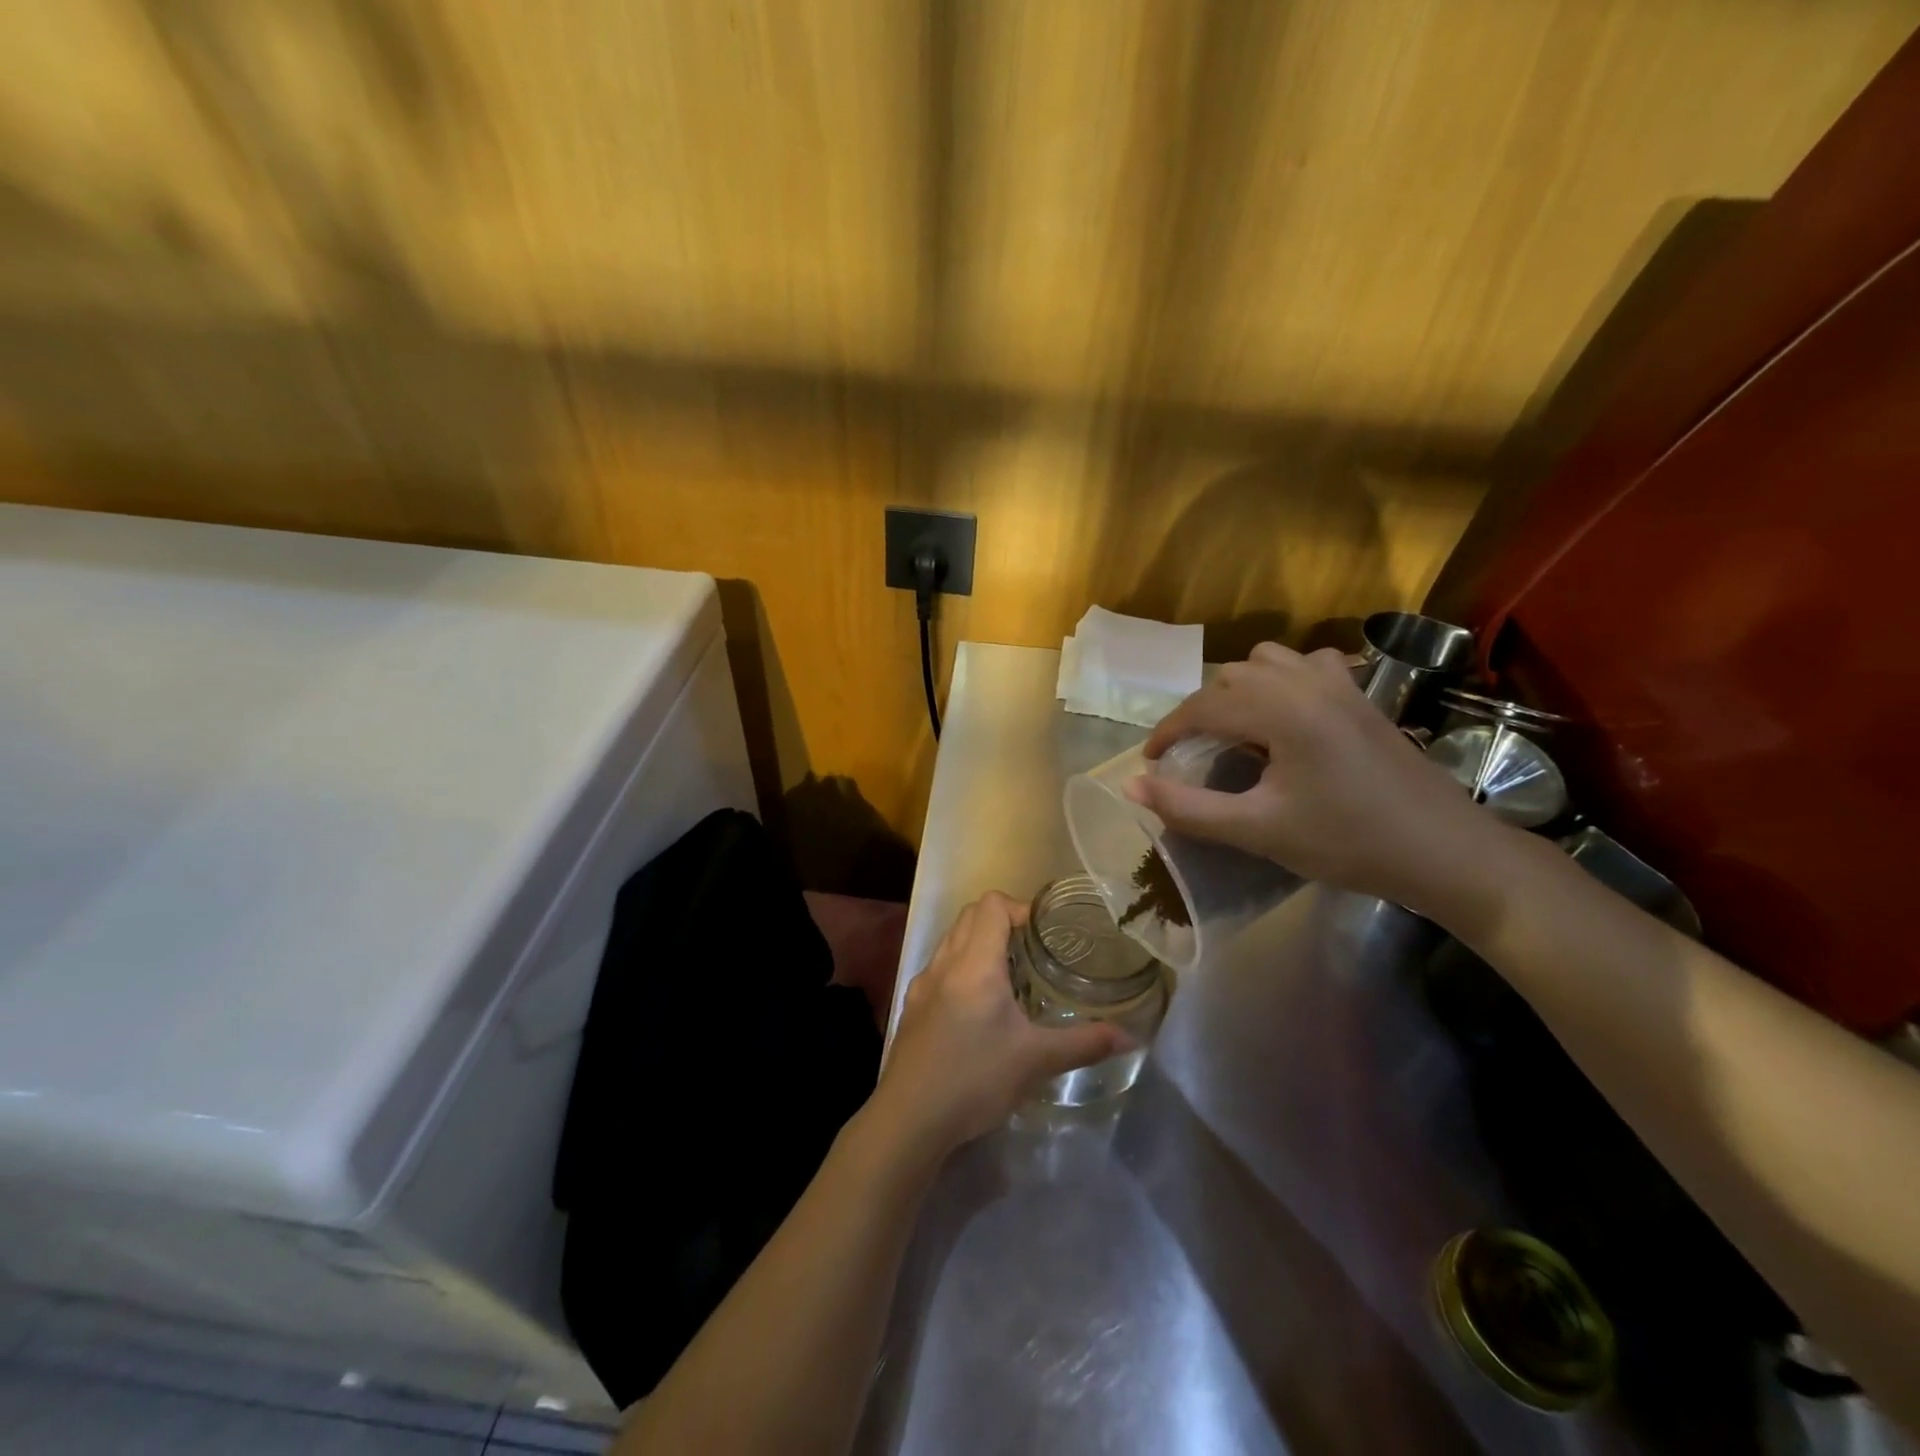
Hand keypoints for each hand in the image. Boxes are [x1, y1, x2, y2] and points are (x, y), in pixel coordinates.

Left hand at [871, 892, 1130, 1155]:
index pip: (991, 904)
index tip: (1044, 934)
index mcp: (974, 963)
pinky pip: (940, 968)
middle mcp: (945, 963)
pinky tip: (979, 1009)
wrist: (909, 1119)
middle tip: (1034, 951)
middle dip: (1003, 922)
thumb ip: (1084, 1043)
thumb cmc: (974, 1079)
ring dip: (980, 944)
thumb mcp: (1036, 1061)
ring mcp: (923, 984)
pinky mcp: (912, 1007)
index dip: (1020, 908)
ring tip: (1011, 978)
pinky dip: (961, 969)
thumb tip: (1130, 1037)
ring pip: (952, 940)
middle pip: (970, 915)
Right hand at [1127, 642, 1501, 917]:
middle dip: (1200, 713)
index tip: (1151, 762)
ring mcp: (1340, 684)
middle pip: (1230, 679)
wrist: (1444, 852)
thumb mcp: (1258, 830)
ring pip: (1267, 662)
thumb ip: (1189, 807)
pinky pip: (1307, 665)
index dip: (1168, 732)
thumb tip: (1132, 785)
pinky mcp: (1362, 695)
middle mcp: (1307, 683)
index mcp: (1281, 711)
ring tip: (1233, 730)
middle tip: (1189, 754)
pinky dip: (1282, 679)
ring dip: (1238, 689)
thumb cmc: (1347, 842)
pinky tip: (1286, 712)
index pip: (1202, 706)